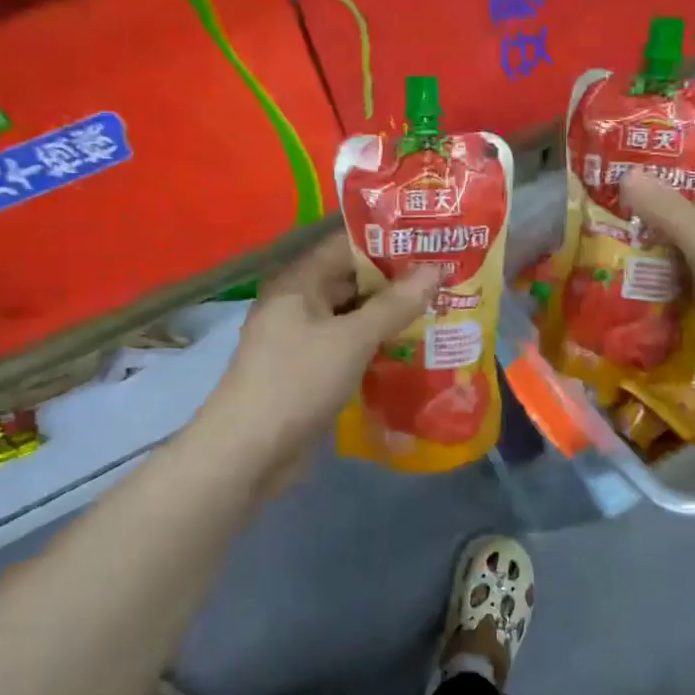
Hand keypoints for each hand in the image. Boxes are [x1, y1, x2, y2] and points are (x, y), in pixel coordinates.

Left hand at [197, 232, 441, 487]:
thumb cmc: (298, 380)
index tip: (430, 243)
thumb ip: (395, 304)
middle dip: (395, 282)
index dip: (388, 243)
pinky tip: (411, 350)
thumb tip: (435, 268)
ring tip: (438, 310)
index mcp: (298, 282)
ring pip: (352, 317)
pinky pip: (348, 347)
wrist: (249, 451)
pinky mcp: (309, 372)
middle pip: (351, 281)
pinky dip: (375, 346)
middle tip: (444, 279)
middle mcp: (297, 304)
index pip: (347, 246)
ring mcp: (301, 340)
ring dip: (388, 317)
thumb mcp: (353, 338)